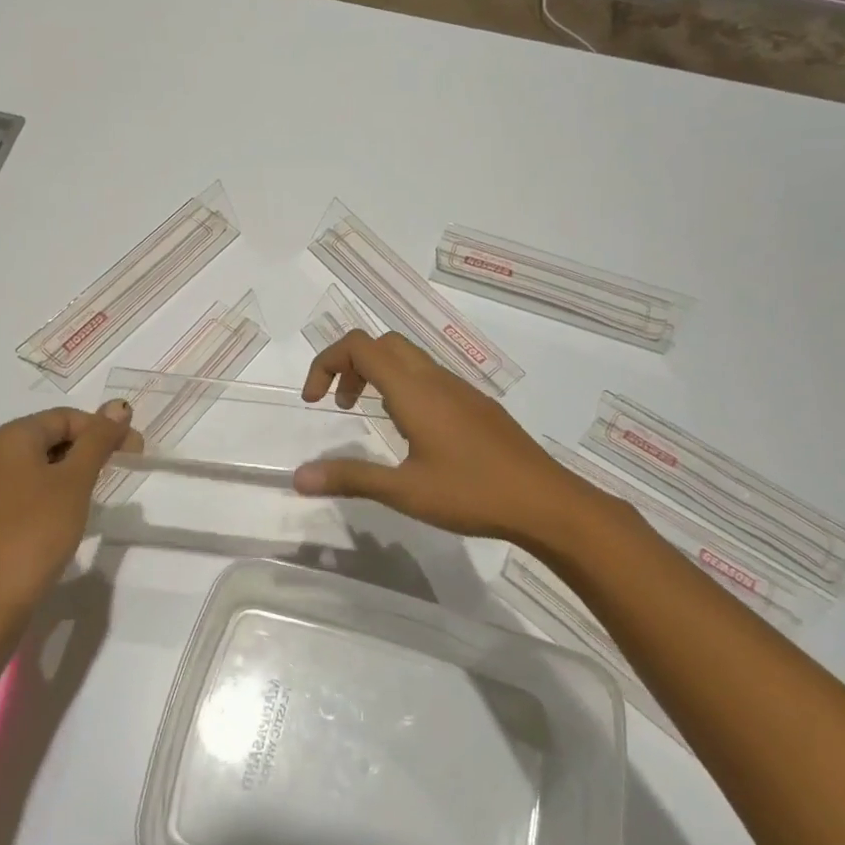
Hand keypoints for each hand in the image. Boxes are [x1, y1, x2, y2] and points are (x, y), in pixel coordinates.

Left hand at [0, 400, 139, 621]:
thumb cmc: (35, 532)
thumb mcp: (75, 481)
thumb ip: (98, 440)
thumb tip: (119, 405)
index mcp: (9, 439)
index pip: (65, 417)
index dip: (103, 429)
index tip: (134, 453)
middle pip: (49, 438)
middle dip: (88, 449)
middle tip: (119, 471)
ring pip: (37, 467)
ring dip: (71, 473)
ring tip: (94, 495)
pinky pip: (24, 491)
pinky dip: (51, 494)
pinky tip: (64, 518)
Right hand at [293, 330, 613, 545]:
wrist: (545, 501)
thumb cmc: (472, 493)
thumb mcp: (404, 491)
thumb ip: (350, 478)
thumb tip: (299, 477)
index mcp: (415, 390)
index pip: (359, 346)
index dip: (326, 362)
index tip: (314, 400)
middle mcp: (436, 379)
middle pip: (383, 343)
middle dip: (351, 364)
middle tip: (342, 405)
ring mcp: (461, 389)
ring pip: (410, 359)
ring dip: (379, 376)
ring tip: (372, 419)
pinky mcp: (478, 405)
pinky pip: (431, 378)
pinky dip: (405, 388)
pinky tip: (413, 434)